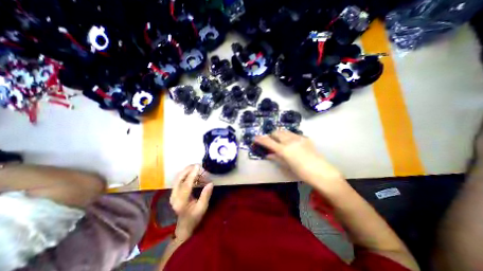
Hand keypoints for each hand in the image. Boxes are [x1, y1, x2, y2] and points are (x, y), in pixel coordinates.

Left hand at [171, 164, 213, 242]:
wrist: (184, 226)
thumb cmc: (194, 217)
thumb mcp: (202, 208)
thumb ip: (206, 195)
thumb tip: (210, 183)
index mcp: (181, 202)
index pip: (186, 185)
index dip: (192, 175)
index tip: (198, 166)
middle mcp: (174, 197)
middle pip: (179, 179)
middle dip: (187, 170)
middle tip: (197, 165)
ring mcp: (172, 195)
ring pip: (177, 179)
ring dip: (186, 171)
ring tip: (195, 167)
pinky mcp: (173, 193)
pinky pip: (178, 181)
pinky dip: (185, 175)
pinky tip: (193, 174)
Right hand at [257, 129, 343, 184]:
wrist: (321, 172)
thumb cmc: (301, 172)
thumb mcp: (287, 166)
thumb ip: (276, 158)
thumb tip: (268, 154)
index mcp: (284, 150)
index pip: (268, 142)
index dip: (260, 139)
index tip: (255, 137)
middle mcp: (290, 141)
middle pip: (276, 132)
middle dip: (271, 135)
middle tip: (270, 140)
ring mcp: (298, 138)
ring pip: (285, 131)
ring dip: (279, 134)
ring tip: (279, 140)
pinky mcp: (305, 138)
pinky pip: (293, 134)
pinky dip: (288, 136)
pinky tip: (291, 142)